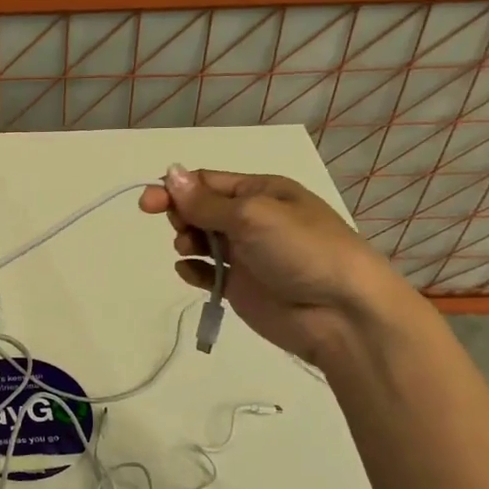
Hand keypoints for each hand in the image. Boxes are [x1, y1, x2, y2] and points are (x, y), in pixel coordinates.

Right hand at [138, 167, 417, 366]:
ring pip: (200, 239)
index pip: (206, 182)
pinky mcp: (241, 286)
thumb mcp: (253, 215)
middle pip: (199, 208)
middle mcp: (252, 219)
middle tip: (182, 230)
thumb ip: (206, 201)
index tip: (147, 204)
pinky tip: (192, 273)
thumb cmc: (303, 250)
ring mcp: (246, 254)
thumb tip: (170, 174)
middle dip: (181, 215)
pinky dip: (193, 270)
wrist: (341, 313)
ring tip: (189, 251)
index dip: (175, 189)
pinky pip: (206, 272)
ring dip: (186, 241)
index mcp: (261, 191)